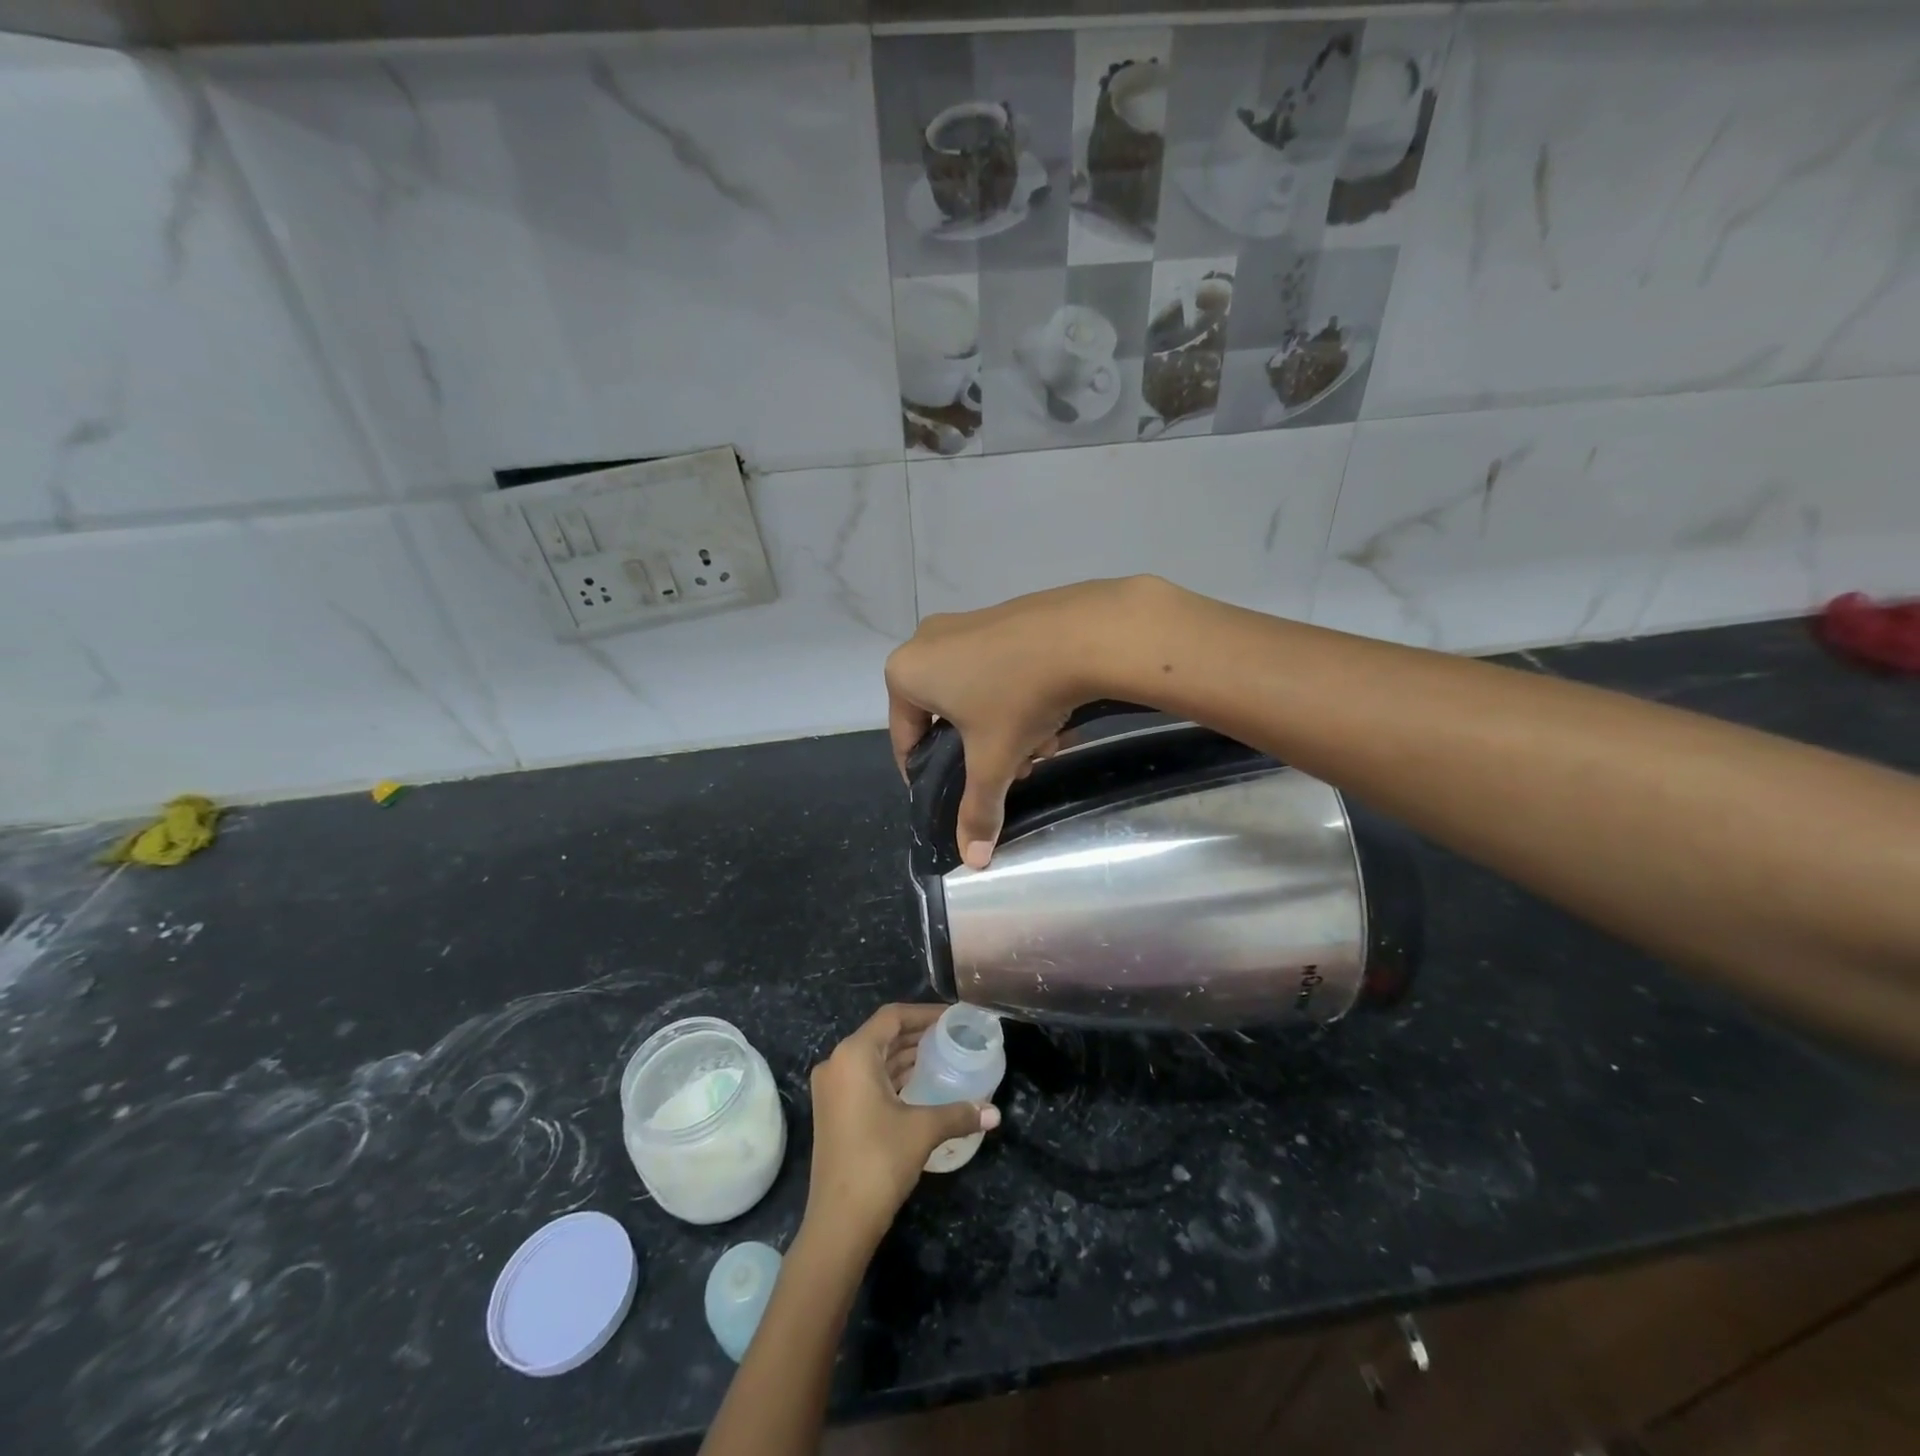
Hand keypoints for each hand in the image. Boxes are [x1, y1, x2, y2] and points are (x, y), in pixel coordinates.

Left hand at [804, 1004, 1000, 1248]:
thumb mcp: (923, 1130)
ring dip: (905, 1055)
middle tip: (952, 1036)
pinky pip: (866, 1078)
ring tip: (942, 1055)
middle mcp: (837, 1063)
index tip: (953, 1017)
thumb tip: (995, 1113)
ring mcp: (832, 1088)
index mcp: (854, 1055)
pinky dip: (892, 1075)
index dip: (924, 1013)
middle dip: (917, 1034)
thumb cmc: (879, 1161)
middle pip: (882, 1035)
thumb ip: (959, 1113)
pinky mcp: (833, 1110)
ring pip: (873, 1058)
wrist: (838, 1222)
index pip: (892, 1017)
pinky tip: (920, 1083)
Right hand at [886, 577, 1163, 866]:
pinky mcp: (1004, 617)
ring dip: (1004, 729)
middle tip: (1012, 770)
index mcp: (906, 673)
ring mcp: (967, 623)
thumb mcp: (994, 761)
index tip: (953, 796)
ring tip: (1042, 746)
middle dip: (979, 751)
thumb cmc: (1018, 697)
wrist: (1085, 633)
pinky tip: (1054, 713)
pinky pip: (998, 670)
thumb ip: (977, 810)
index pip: (905, 739)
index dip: (927, 775)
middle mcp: (927, 641)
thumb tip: (973, 861)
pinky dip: (1019, 697)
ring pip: (977, 695)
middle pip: (946, 718)